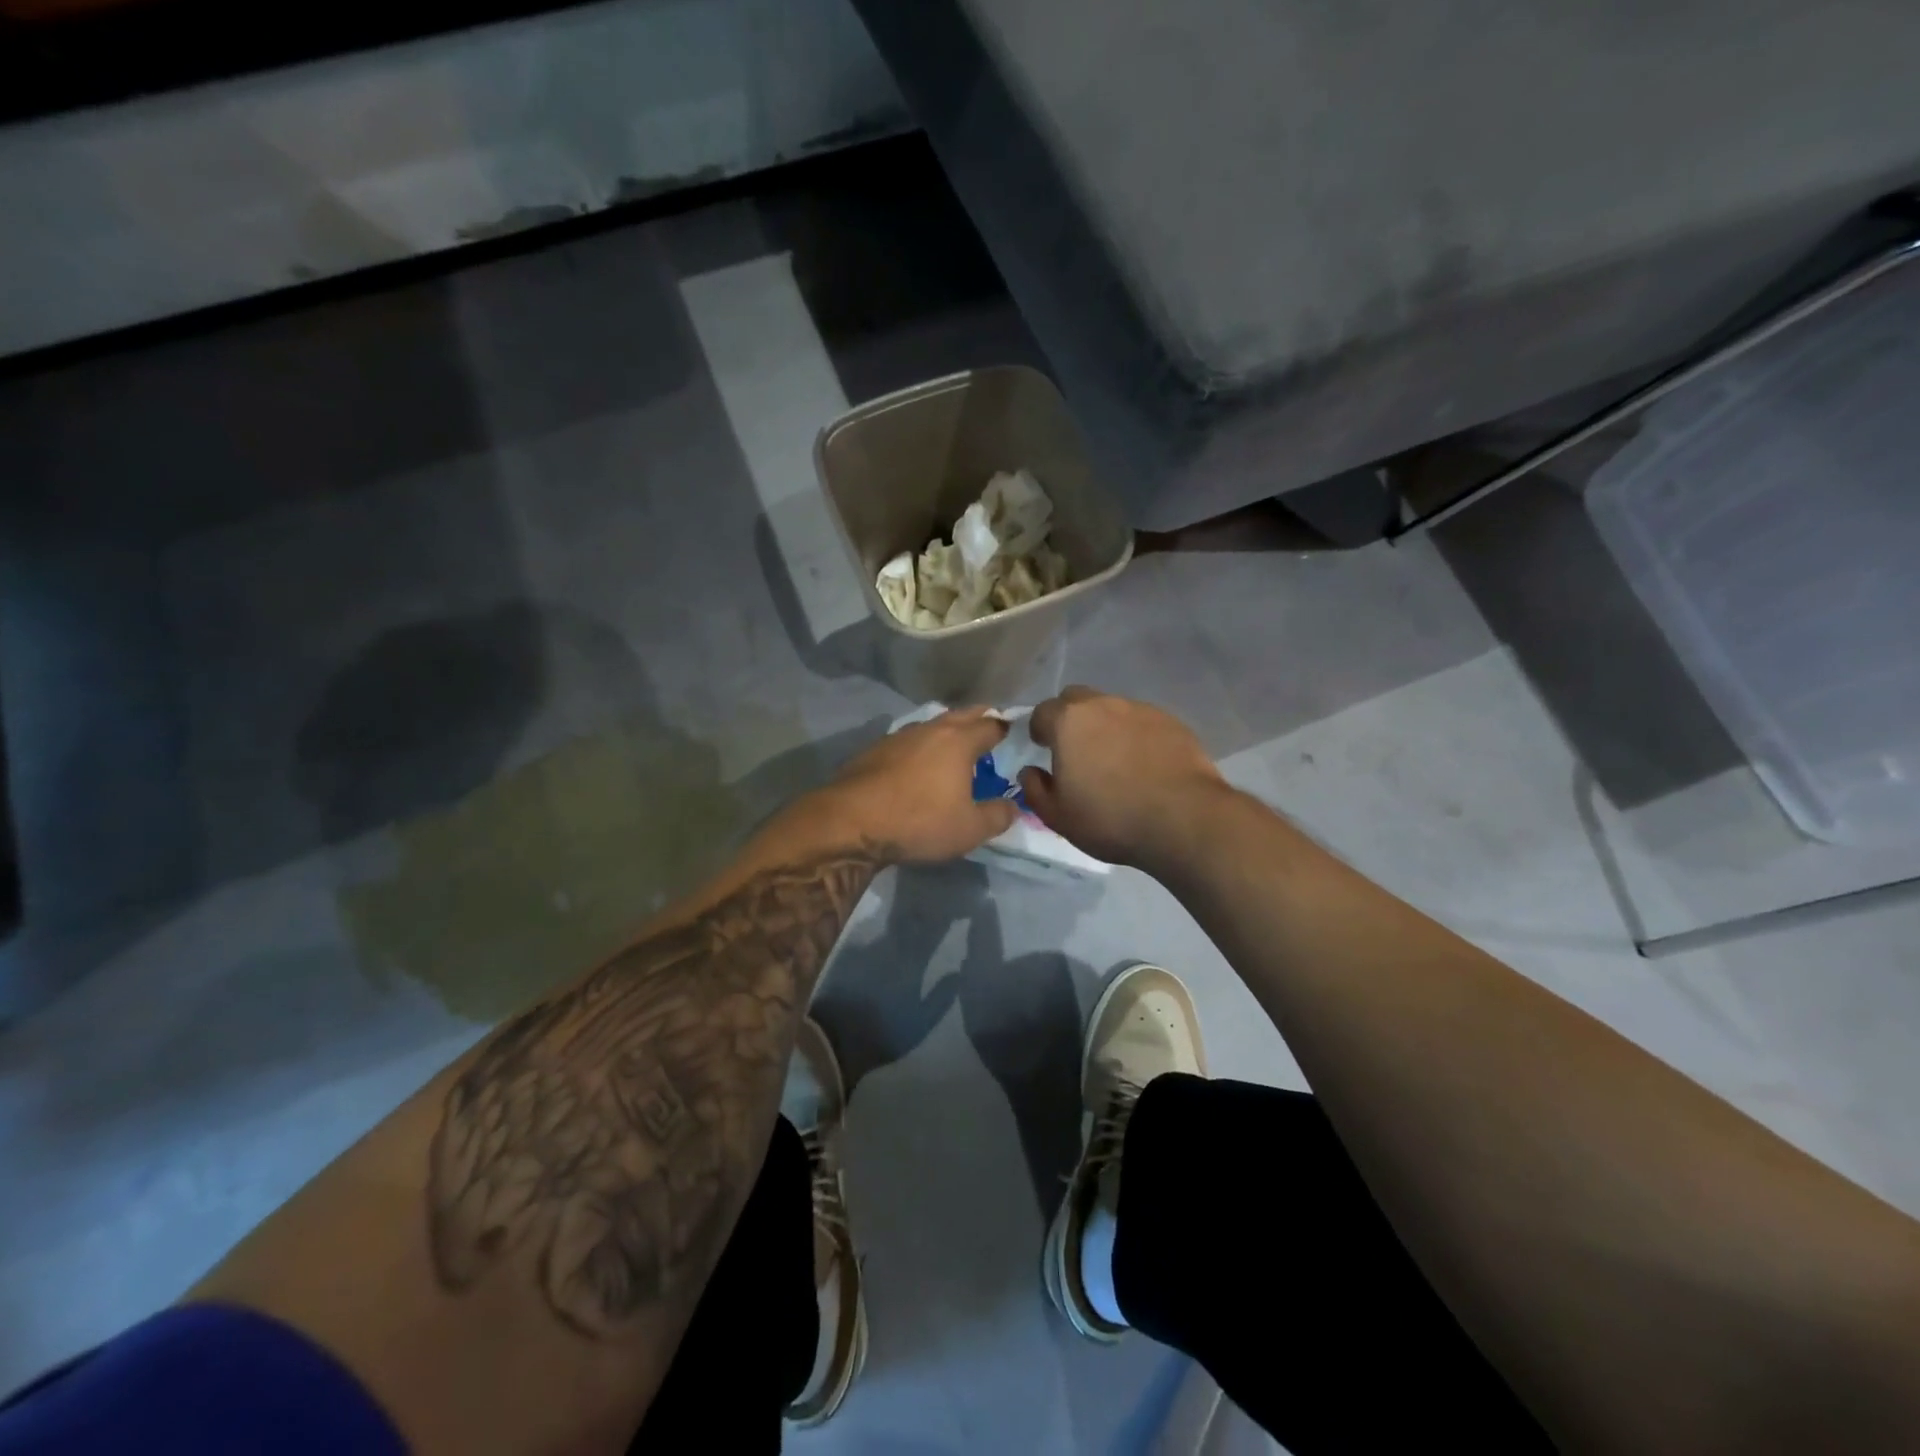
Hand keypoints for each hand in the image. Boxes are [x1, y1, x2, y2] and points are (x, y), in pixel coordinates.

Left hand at [819, 708, 1018, 862]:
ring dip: (946, 731)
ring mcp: (898, 736)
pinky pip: (907, 741)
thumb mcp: (969, 829)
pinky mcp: (873, 750)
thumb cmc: (919, 822)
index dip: (1006, 729)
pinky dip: (920, 746)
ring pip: (931, 725)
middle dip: (979, 719)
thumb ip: (998, 816)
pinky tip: (917, 763)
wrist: (850, 822)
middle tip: (989, 728)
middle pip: (961, 715)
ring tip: (954, 746)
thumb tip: (1013, 807)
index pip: (991, 725)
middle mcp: (930, 729)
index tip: (1013, 734)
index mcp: (959, 741)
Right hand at [1018, 687, 1226, 868]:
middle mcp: (1103, 705)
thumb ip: (1035, 789)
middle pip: (1076, 699)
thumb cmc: (1110, 818)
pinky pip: (1142, 722)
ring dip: (1105, 727)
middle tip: (1075, 749)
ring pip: (1112, 709)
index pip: (1041, 712)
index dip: (1039, 729)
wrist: (1184, 819)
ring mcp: (1141, 710)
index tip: (1043, 748)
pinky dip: (1135, 736)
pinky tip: (1143, 765)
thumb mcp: (1057, 816)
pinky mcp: (1172, 722)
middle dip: (1069, 718)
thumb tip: (1030, 772)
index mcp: (1069, 722)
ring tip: (1113, 760)